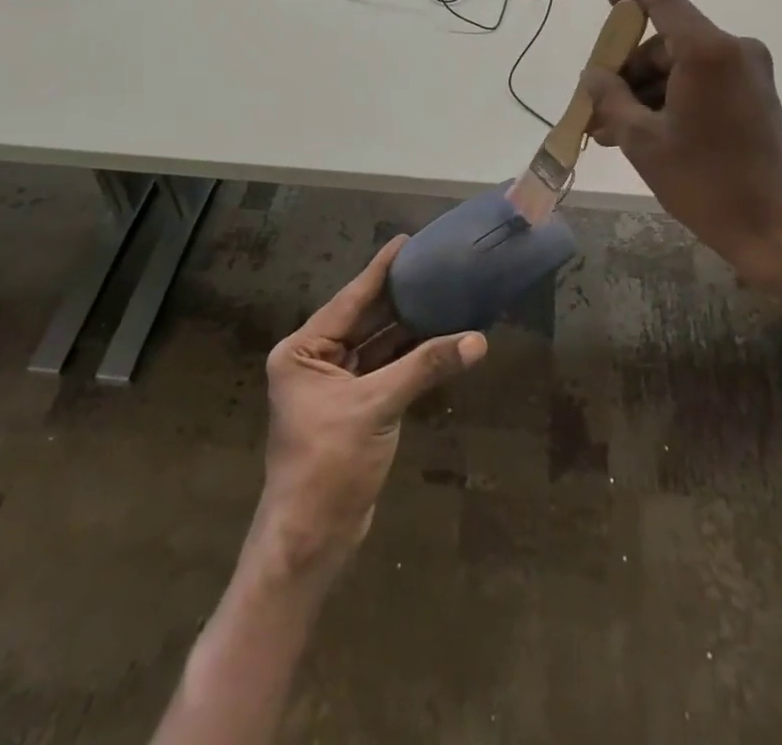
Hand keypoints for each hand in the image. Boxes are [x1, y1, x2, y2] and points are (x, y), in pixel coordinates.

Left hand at [256, 236, 486, 576]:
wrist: (312, 539)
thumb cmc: (329, 463)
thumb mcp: (377, 407)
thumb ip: (426, 367)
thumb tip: (478, 340)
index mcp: (303, 351)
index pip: (349, 300)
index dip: (380, 271)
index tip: (405, 241)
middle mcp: (315, 360)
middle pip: (365, 320)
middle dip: (399, 297)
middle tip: (433, 265)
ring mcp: (336, 385)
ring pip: (378, 346)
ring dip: (410, 328)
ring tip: (444, 294)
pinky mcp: (355, 408)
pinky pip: (386, 370)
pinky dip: (411, 357)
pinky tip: (440, 338)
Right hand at [581, 0, 781, 298]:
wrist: (777, 231)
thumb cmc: (705, 181)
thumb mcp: (643, 140)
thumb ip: (610, 97)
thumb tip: (592, 75)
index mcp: (708, 51)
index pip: (664, 3)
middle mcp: (735, 51)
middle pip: (668, 43)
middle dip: (628, 71)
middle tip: (596, 104)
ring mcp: (750, 75)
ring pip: (683, 67)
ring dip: (646, 92)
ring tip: (611, 131)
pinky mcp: (757, 98)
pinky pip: (703, 84)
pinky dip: (672, 100)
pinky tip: (644, 133)